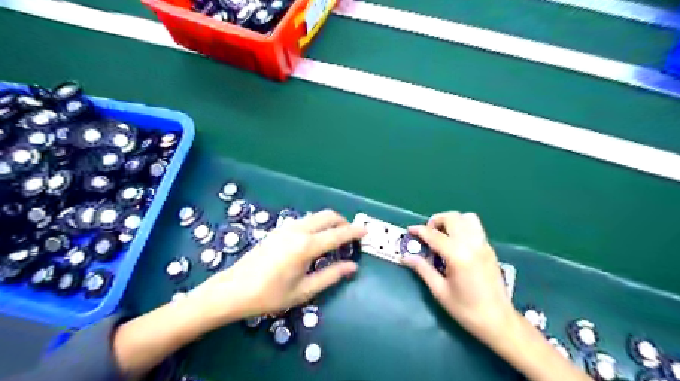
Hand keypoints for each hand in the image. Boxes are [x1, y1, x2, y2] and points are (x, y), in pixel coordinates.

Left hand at [187, 209, 365, 325]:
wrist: (233, 290)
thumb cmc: (270, 295)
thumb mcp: (304, 290)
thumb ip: (330, 275)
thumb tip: (352, 267)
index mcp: (305, 246)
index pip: (337, 234)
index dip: (354, 231)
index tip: (366, 230)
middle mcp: (297, 230)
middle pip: (327, 216)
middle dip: (343, 221)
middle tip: (351, 234)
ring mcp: (286, 228)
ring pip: (315, 216)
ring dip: (329, 221)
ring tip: (336, 236)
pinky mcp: (278, 230)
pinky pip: (305, 220)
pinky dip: (317, 224)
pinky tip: (316, 238)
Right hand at [400, 211, 513, 341]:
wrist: (498, 320)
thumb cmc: (466, 309)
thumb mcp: (440, 291)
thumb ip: (423, 269)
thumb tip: (406, 257)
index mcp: (458, 255)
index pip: (434, 234)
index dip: (419, 230)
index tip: (409, 230)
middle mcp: (472, 244)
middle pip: (452, 218)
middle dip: (436, 221)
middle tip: (427, 235)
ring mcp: (483, 244)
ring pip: (466, 218)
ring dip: (451, 221)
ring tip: (442, 235)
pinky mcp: (489, 248)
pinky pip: (475, 227)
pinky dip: (462, 227)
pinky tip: (455, 243)